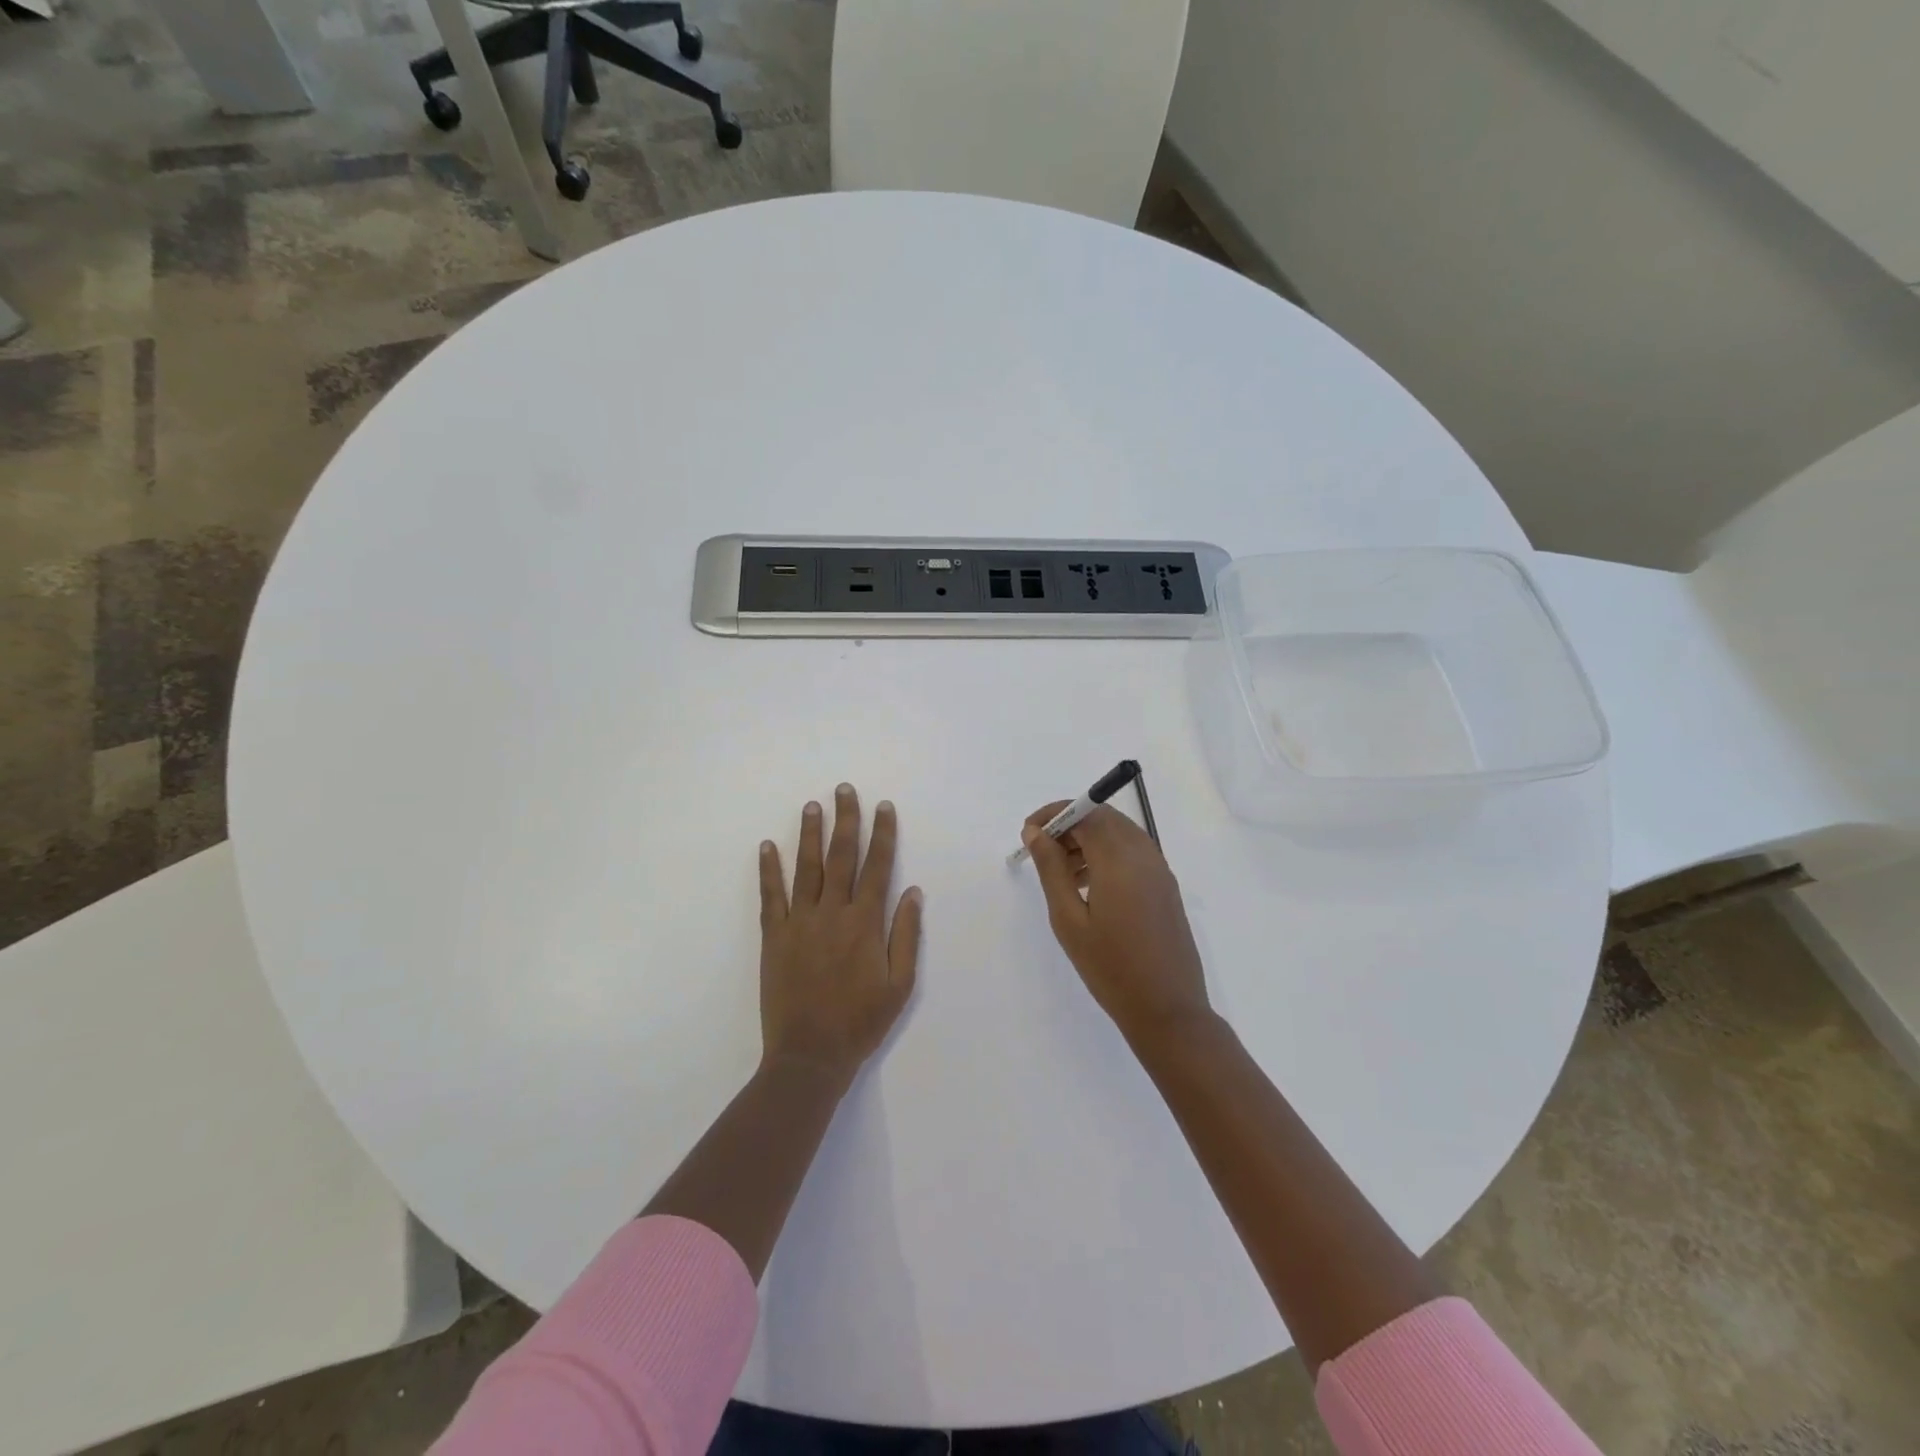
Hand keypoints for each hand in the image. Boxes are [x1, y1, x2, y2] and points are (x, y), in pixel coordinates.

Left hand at [759, 784, 921, 1082]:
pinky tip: (767, 846)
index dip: (882, 834)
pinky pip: (770, 896)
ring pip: (806, 868)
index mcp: (865, 923)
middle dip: (845, 820)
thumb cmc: (861, 1022)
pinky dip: (768, 870)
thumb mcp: (900, 985)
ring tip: (812, 805)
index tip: (883, 807)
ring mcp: (799, 922)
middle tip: (844, 789)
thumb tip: (913, 892)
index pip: (877, 867)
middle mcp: (832, 913)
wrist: (809, 1055)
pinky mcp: (773, 937)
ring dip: (809, 834)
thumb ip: (906, 935)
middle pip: (841, 857)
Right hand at [1022, 803, 1212, 1048]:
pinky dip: (1107, 854)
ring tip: (1062, 873)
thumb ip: (1051, 869)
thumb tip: (1036, 832)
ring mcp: (1159, 869)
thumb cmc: (1110, 967)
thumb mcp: (1068, 918)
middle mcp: (1144, 854)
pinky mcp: (1166, 886)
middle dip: (1070, 824)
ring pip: (1119, 833)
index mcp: (1119, 859)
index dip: (1054, 814)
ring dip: (1088, 839)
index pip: (1085, 812)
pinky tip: (1089, 886)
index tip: (1029, 833)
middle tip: (1042, 851)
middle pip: (1104, 817)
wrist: (1167, 1009)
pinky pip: (1133, 852)